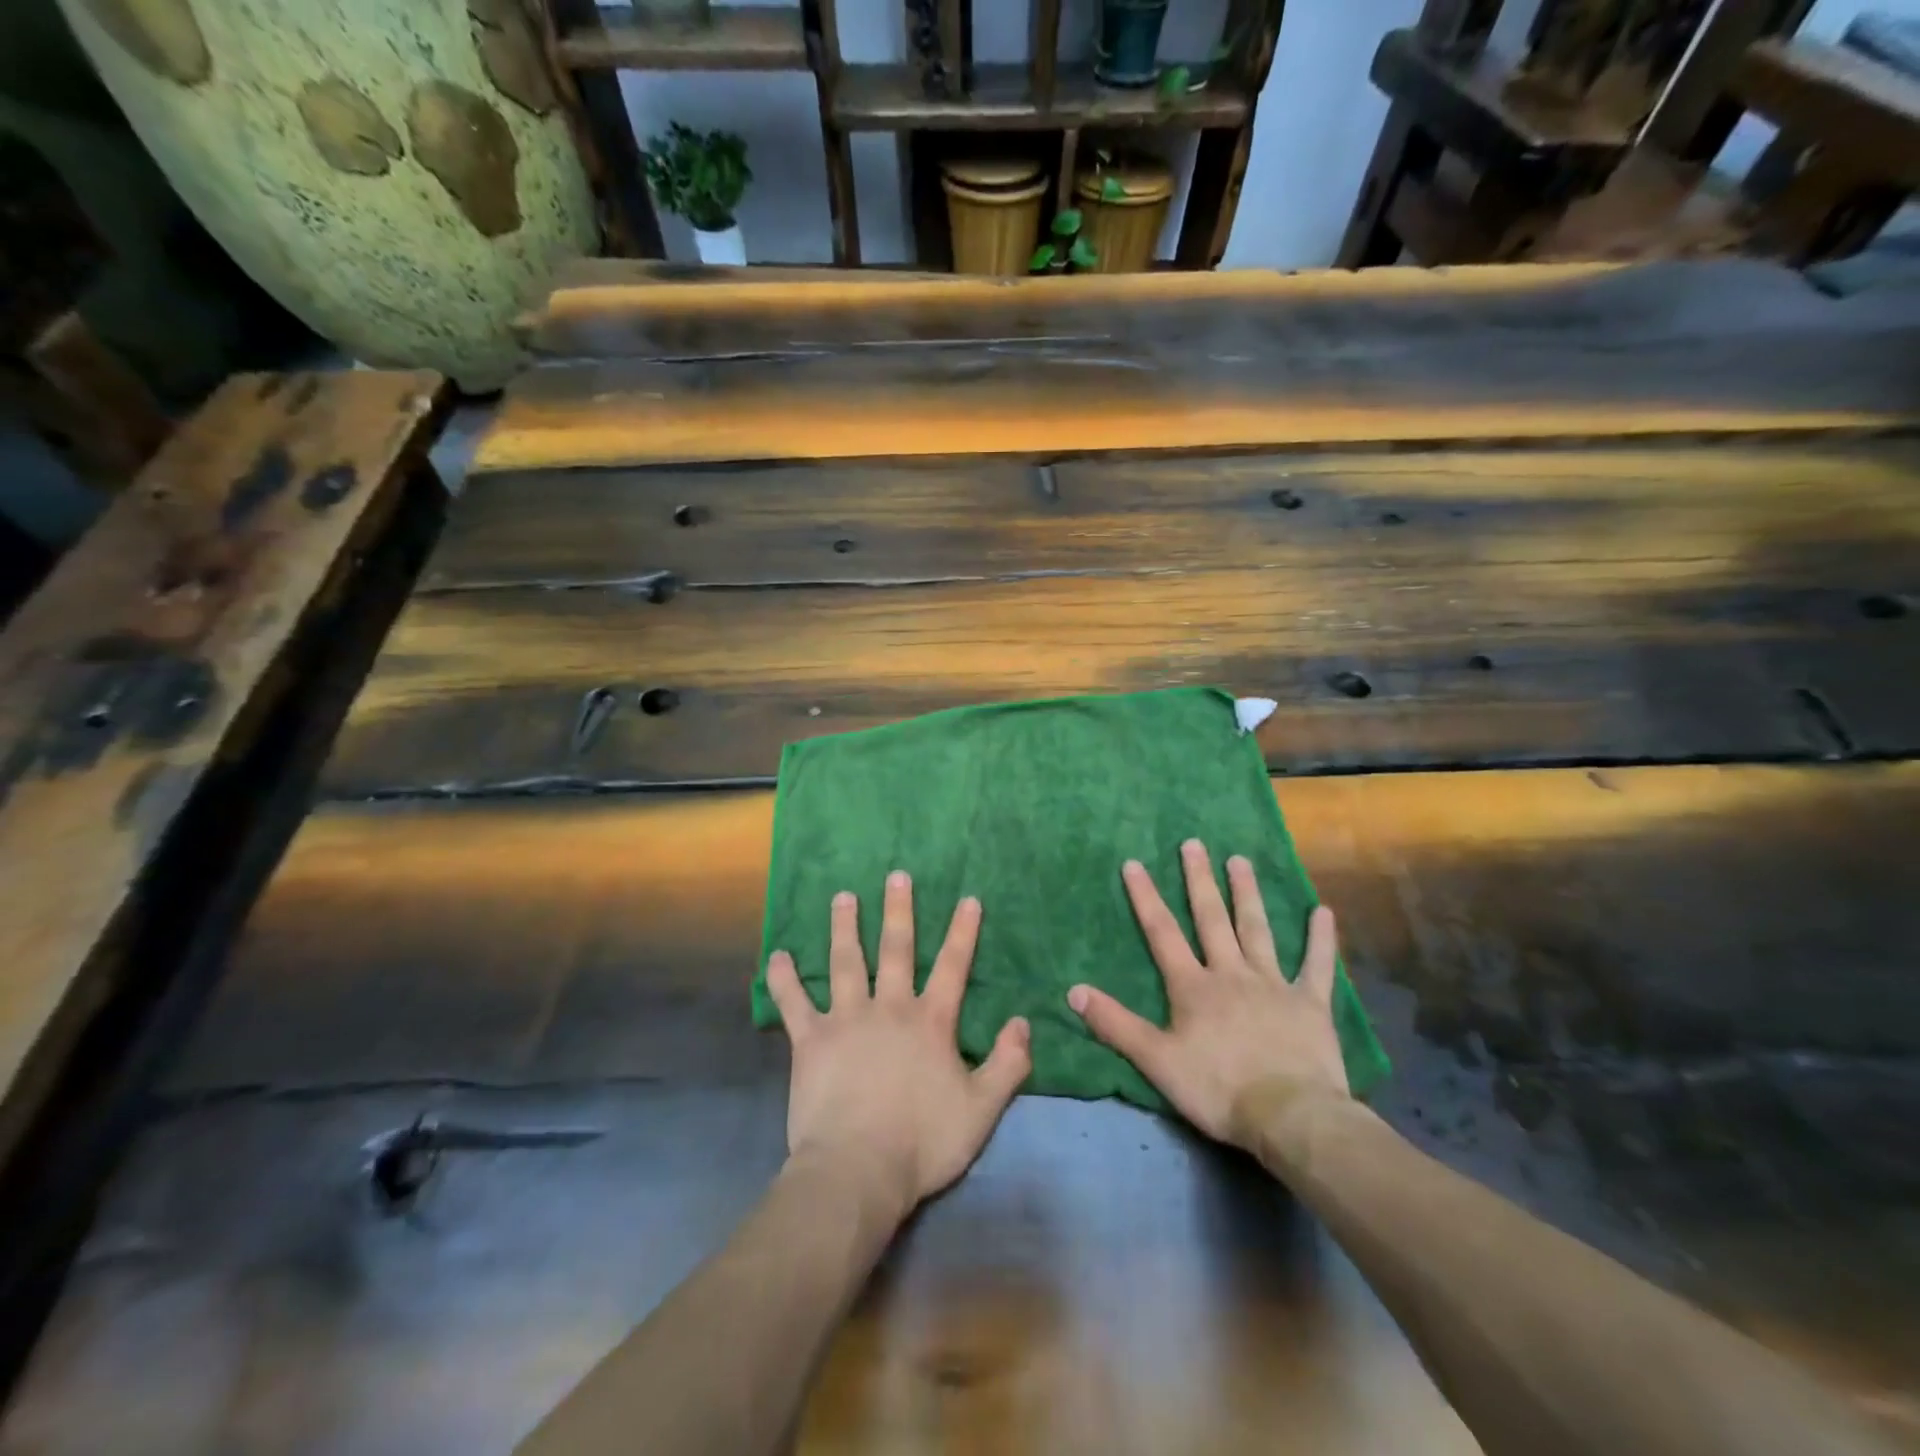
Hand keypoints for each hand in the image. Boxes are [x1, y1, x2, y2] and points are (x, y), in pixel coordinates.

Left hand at [766, 872, 1031, 1217]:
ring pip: (845, 962)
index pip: (952, 967)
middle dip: (898, 911)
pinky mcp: (810, 1040)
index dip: (962, 932)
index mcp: (930, 1021)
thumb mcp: (981, 1110)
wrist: (858, 1170)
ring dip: (844, 927)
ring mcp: (846, 1019)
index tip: (967, 898)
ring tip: (843, 896)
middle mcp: (889, 1008)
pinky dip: (785, 979)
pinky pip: (794, 1003)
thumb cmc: (922, 1142)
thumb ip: (1007, 1064)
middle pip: (895, 950)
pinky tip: (777, 956)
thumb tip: (1024, 1022)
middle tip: (896, 875)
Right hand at [1067, 839, 1348, 1147]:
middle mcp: (1231, 973)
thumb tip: (1074, 990)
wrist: (1289, 1117)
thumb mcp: (1156, 1060)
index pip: (1162, 933)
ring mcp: (1273, 984)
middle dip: (1199, 880)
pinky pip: (1316, 965)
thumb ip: (1115, 1024)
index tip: (1134, 863)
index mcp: (1193, 987)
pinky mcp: (1310, 1003)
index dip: (1146, 898)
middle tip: (1194, 844)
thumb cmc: (1217, 1089)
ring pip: (1257, 930)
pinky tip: (1323, 911)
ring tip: (1240, 860)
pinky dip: (1320, 939)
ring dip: (1247, 894)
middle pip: (1212, 919)